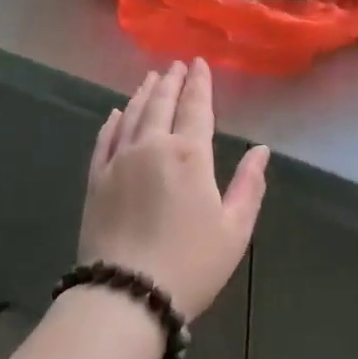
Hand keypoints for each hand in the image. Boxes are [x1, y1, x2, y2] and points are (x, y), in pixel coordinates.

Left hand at [79, 60, 269, 319]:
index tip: (199, 63)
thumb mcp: (234, 230)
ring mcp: (119, 160)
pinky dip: (113, 121)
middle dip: (171, 81)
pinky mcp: (96, 178)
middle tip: (176, 65)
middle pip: (161, 103)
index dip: (199, 83)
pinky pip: (105, 138)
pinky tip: (116, 112)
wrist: (127, 295)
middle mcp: (152, 145)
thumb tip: (261, 150)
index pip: (196, 107)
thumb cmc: (190, 264)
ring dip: (143, 94)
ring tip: (151, 79)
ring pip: (132, 114)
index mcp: (190, 154)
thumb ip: (249, 185)